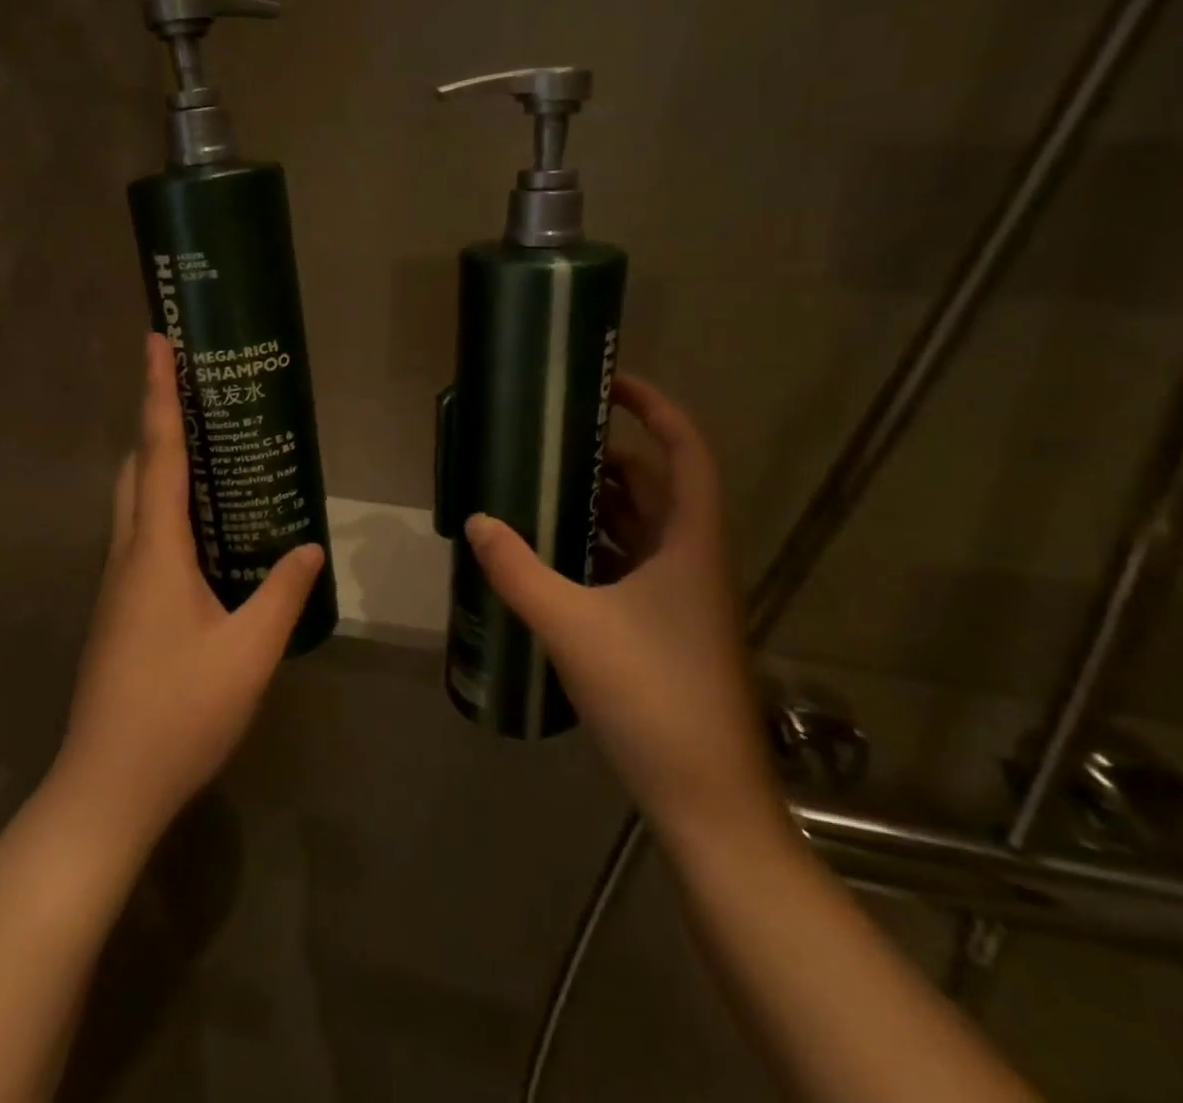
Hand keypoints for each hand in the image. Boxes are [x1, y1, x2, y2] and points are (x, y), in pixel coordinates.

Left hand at [56, 333, 323, 847]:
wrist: (107, 787)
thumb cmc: (179, 713)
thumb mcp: (248, 653)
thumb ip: (282, 594)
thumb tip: (309, 547)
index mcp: (155, 552)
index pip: (158, 453)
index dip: (158, 394)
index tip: (155, 341)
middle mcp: (128, 555)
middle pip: (135, 468)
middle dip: (155, 421)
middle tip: (192, 392)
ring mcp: (117, 584)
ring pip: (133, 503)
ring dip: (158, 465)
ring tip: (203, 448)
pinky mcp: (119, 609)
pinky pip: (141, 536)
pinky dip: (164, 508)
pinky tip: (201, 530)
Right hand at [464, 375, 785, 856]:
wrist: (705, 798)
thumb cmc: (651, 696)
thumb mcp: (572, 625)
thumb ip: (518, 570)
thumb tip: (477, 521)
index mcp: (690, 544)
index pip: (686, 452)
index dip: (656, 408)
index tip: (610, 383)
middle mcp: (692, 561)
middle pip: (657, 485)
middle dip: (608, 455)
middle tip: (549, 439)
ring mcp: (681, 598)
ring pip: (642, 527)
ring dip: (598, 502)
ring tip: (539, 484)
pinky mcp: (665, 628)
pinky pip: (629, 565)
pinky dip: (594, 546)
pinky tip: (550, 552)